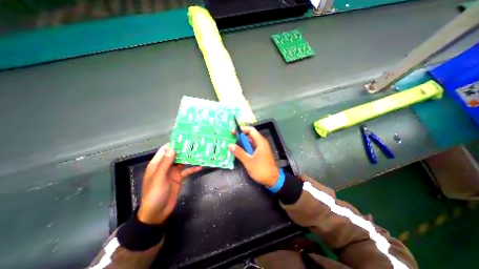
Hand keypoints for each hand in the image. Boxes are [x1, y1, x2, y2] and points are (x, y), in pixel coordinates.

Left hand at [137, 143, 199, 223]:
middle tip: (195, 144)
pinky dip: (193, 169)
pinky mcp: (179, 178)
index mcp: (157, 165)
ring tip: (199, 152)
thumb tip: (172, 149)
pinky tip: (200, 166)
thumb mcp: (159, 178)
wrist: (157, 213)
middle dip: (184, 150)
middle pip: (175, 155)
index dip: (173, 144)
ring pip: (182, 162)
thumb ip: (165, 164)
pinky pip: (186, 171)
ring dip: (189, 158)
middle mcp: (166, 166)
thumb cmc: (154, 195)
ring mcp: (173, 172)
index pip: (164, 151)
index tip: (183, 139)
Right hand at [229, 128, 280, 187]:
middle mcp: (261, 143)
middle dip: (240, 136)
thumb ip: (239, 152)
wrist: (273, 180)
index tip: (233, 132)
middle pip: (250, 135)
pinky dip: (245, 148)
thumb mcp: (248, 161)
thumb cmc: (261, 170)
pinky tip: (239, 151)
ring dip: (242, 142)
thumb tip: (230, 145)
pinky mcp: (260, 153)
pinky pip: (252, 147)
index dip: (242, 129)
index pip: (251, 130)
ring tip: (233, 145)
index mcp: (260, 142)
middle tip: (230, 139)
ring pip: (250, 142)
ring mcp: (261, 148)